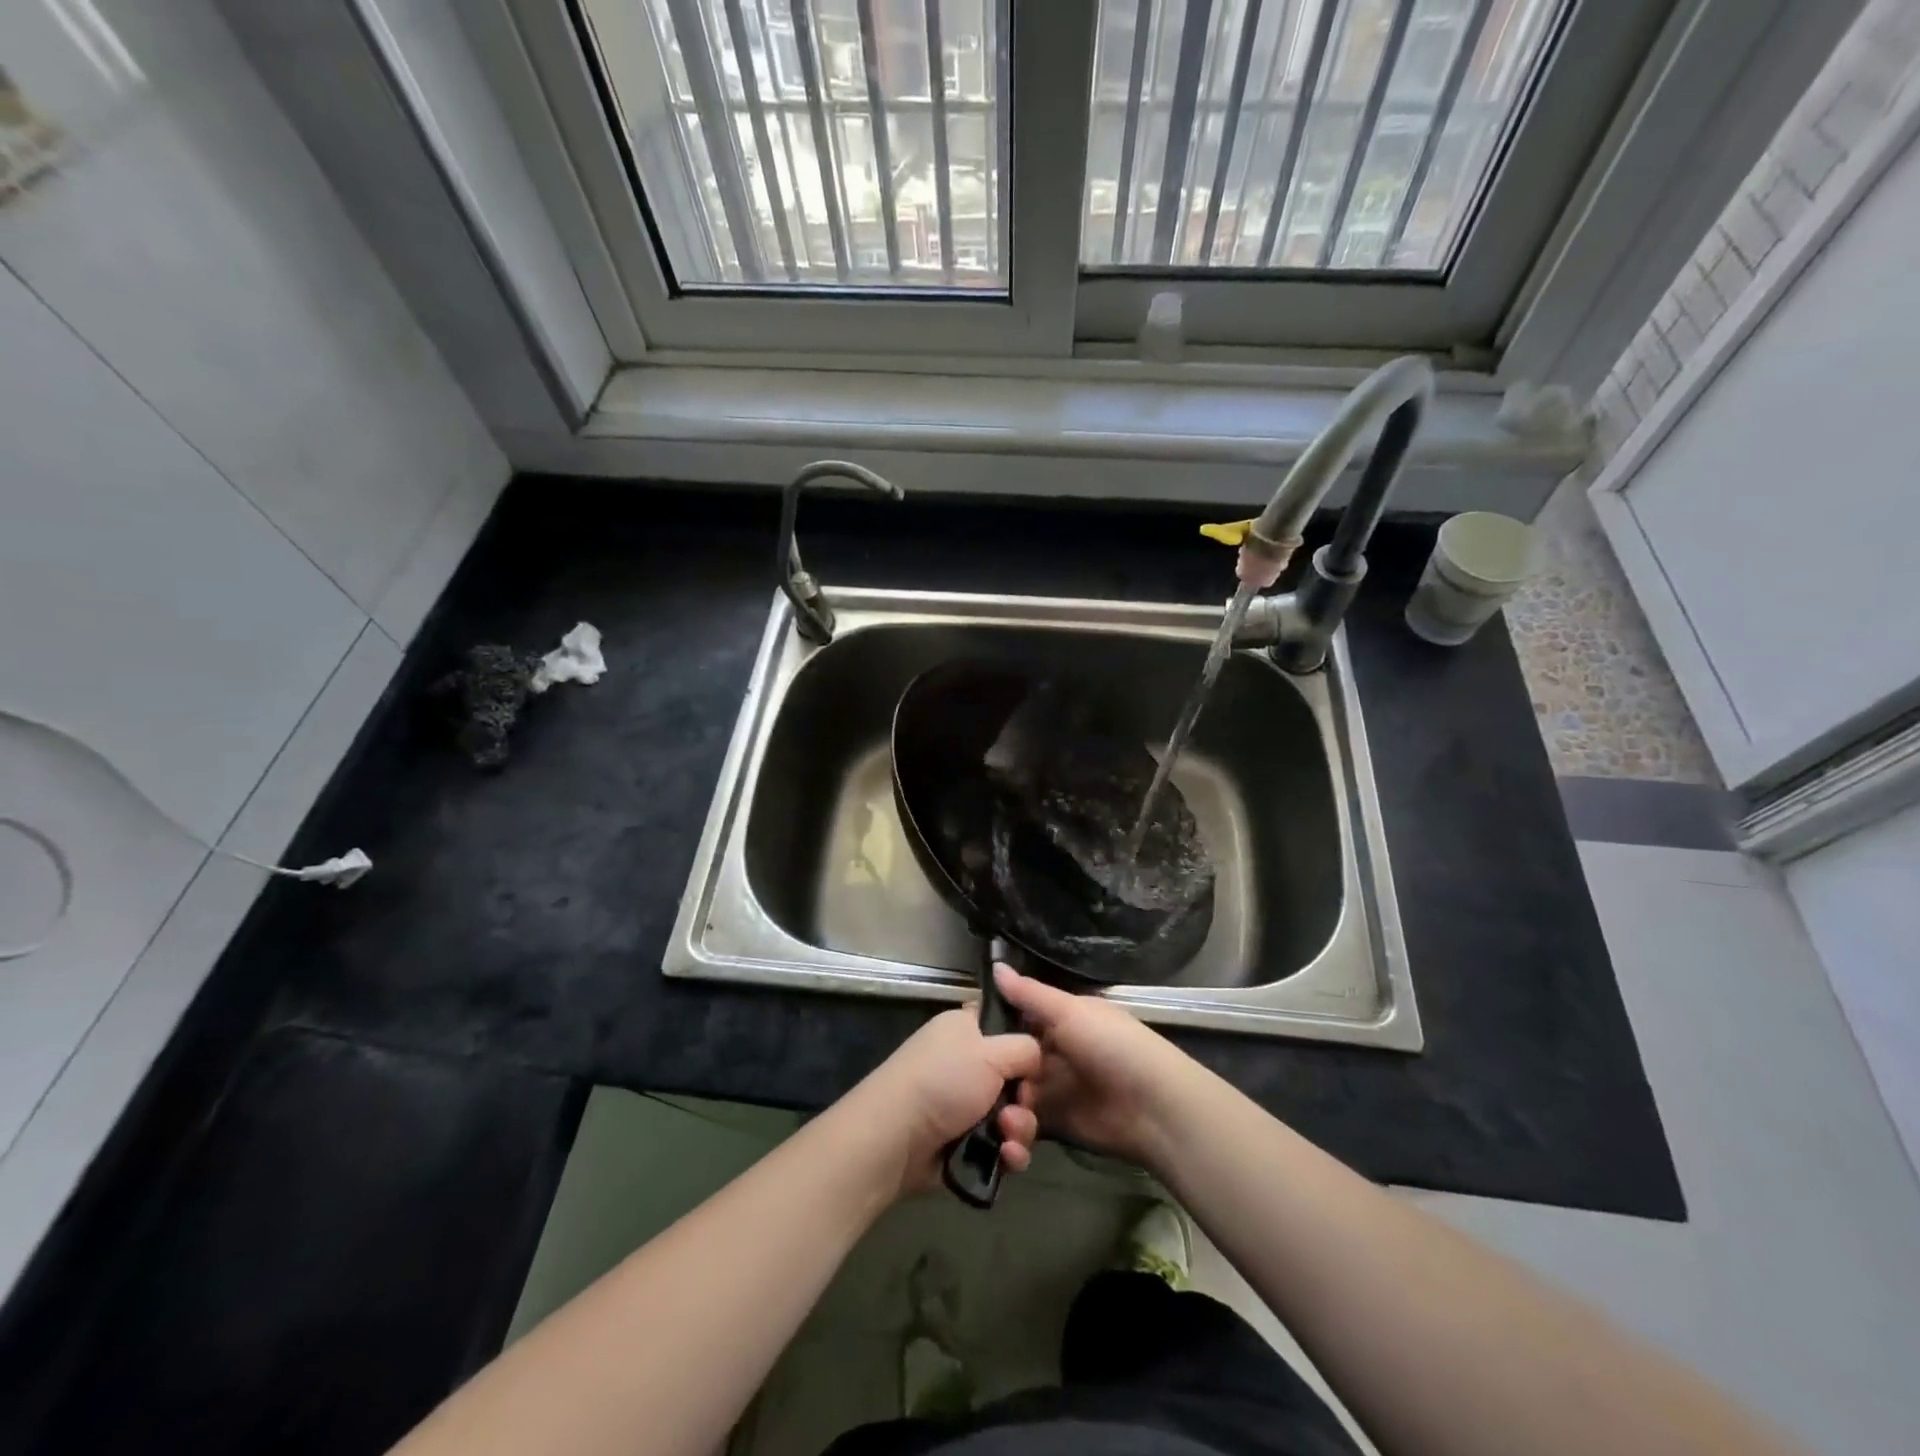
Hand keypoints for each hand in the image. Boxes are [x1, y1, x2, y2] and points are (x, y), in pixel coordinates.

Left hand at [849, 1007, 1042, 1198]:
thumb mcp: (991, 1051)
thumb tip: (1038, 1054)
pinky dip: (1008, 1152)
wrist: (896, 1138)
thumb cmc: (943, 1080)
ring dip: (1020, 1128)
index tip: (1038, 1059)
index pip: (1004, 1023)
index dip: (1026, 1040)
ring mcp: (963, 1103)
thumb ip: (1026, 1047)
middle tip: (1020, 1104)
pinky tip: (1007, 1158)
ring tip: (1008, 1137)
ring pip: (1012, 1114)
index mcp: (965, 1028)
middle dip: (1026, 1097)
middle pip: (1016, 1076)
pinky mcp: (963, 1140)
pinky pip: (1001, 1144)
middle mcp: (965, 1061)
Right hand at [994, 964, 1195, 1169]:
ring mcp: (1057, 1090)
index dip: (994, 1030)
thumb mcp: (1069, 1012)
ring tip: (1005, 1120)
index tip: (967, 1038)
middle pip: (1013, 1062)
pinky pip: (1028, 1126)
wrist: (1153, 1107)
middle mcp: (1056, 1053)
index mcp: (1062, 1021)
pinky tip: (1011, 1137)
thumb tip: (995, 965)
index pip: (1019, 1021)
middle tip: (979, 1087)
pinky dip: (1017, 1133)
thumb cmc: (1111, 1046)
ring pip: (1017, 1095)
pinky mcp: (1059, 1126)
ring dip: (1005, 1108)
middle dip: (995, 1075)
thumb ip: (1030, 994)